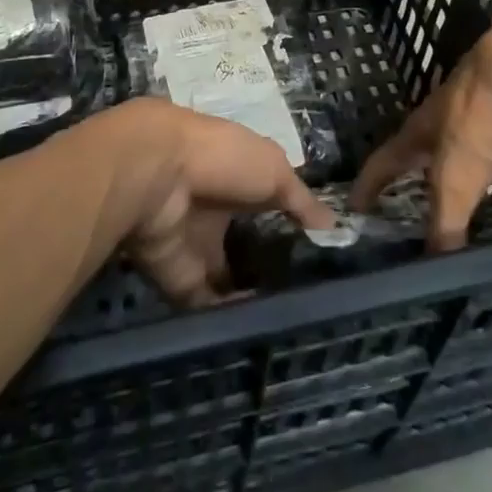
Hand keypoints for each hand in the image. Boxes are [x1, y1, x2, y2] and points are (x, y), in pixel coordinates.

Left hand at [95, 98, 336, 305]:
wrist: (156, 176)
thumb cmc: (222, 158)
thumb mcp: (274, 169)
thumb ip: (301, 201)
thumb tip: (334, 227)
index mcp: (236, 175)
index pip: (265, 203)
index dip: (290, 225)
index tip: (321, 255)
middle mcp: (215, 210)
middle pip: (246, 245)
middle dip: (272, 269)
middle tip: (312, 299)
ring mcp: (196, 246)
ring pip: (228, 279)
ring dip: (254, 299)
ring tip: (296, 325)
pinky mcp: (180, 281)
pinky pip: (209, 307)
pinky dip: (232, 320)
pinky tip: (264, 333)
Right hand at [349, 17, 491, 249]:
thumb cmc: (480, 118)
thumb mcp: (456, 177)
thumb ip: (445, 224)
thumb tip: (435, 277)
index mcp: (424, 132)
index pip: (386, 162)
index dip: (369, 186)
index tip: (355, 210)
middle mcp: (455, 128)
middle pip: (443, 170)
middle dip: (445, 203)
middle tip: (448, 240)